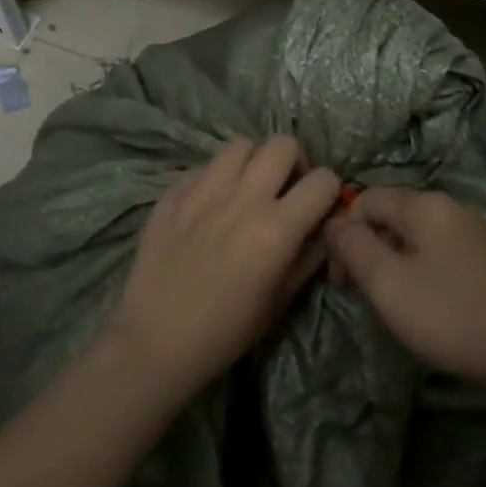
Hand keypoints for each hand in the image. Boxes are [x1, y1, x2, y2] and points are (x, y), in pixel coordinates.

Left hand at [110, 136, 340, 395]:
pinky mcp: (173, 193)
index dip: (328, 191)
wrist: (156, 341)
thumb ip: (310, 256)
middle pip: (282, 144)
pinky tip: (211, 204)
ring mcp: (203, 191)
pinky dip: (216, 177)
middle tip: (285, 188)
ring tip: (247, 189)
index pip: (323, 180)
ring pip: (241, 145)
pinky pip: (204, 166)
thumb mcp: (282, 300)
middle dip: (293, 163)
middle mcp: (243, 199)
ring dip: (253, 163)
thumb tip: (324, 227)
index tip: (318, 207)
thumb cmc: (227, 330)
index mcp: (277, 228)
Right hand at [323, 188, 485, 392]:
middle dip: (367, 249)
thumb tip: (334, 222)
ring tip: (392, 303)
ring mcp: (475, 231)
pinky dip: (420, 269)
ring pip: (415, 235)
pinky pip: (439, 251)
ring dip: (392, 262)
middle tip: (362, 294)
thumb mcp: (388, 283)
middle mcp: (451, 207)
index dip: (343, 234)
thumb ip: (354, 247)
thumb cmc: (450, 315)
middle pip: (391, 215)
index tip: (341, 280)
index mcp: (425, 205)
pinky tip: (427, 304)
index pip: (365, 199)